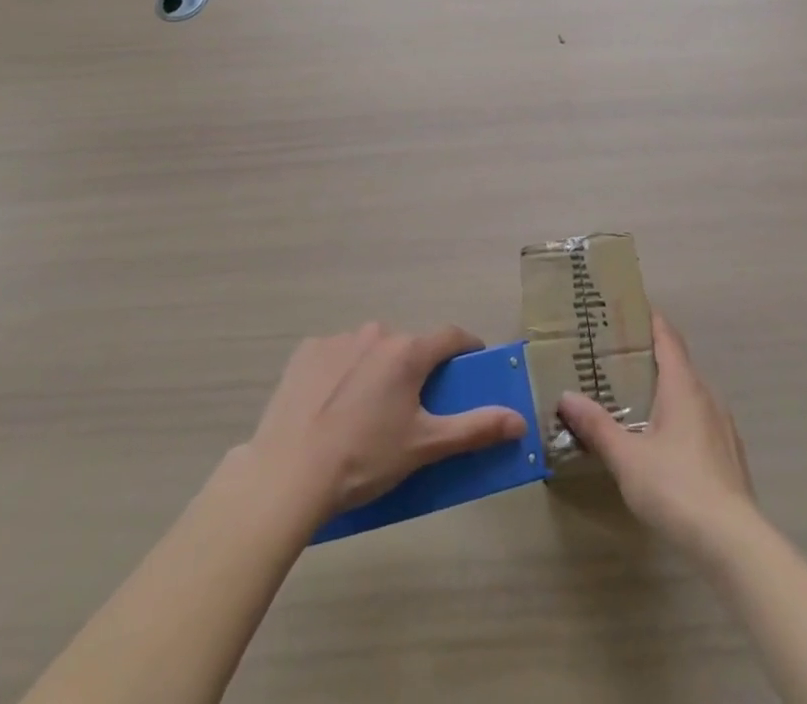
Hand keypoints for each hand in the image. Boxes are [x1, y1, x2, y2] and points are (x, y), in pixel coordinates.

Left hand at [239, 323, 526, 522]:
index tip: (471, 367)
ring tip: (364, 415)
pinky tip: (330, 408)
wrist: (287, 475)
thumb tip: (520, 420)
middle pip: (408, 345)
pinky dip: (341, 373)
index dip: (467, 349)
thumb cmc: (364, 459)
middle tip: (410, 409)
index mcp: (409, 351)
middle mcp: (376, 332)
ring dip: (377, 369)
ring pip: (371, 348)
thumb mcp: (425, 447)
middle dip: (415, 369)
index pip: (452, 336)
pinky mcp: (305, 353)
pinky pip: (336, 355)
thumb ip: (475, 429)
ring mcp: (338, 339)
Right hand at [557, 312, 756, 555]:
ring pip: (690, 394)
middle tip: (617, 358)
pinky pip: (699, 421)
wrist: (733, 542)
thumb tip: (566, 396)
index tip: (628, 310)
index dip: (650, 320)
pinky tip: (663, 441)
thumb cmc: (676, 487)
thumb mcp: (626, 457)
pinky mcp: (729, 456)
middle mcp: (706, 396)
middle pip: (678, 364)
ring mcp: (722, 427)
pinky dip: (679, 417)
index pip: (667, 337)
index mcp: (683, 386)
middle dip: (650, 357)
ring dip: (665, 390)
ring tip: (635, 399)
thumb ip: (597, 425)